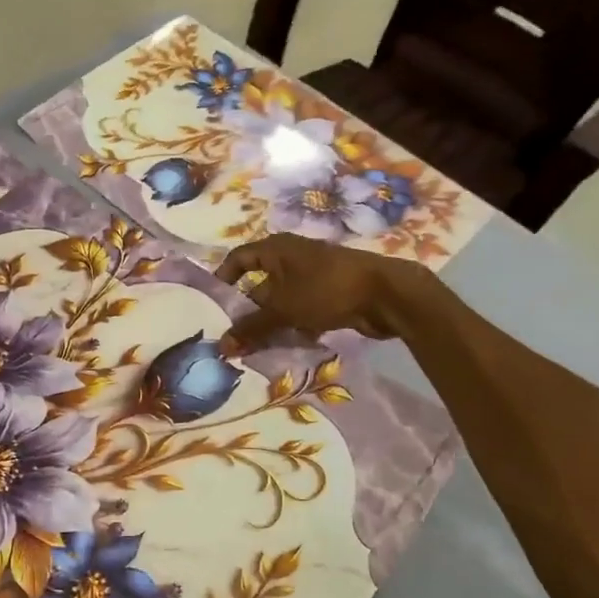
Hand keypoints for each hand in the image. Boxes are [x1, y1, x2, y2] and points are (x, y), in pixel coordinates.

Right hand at [217, 233, 422, 348]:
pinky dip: (292, 326)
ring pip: (280, 301)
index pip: (238, 259)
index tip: (213, 306)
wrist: (385, 294)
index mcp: (276, 249)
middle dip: (247, 311)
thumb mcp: (283, 309)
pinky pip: (300, 310)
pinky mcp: (328, 294)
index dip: (223, 279)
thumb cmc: (326, 289)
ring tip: (256, 349)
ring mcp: (311, 276)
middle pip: (258, 284)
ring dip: (270, 324)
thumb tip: (221, 346)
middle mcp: (290, 257)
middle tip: (233, 337)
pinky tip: (288, 347)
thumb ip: (251, 328)